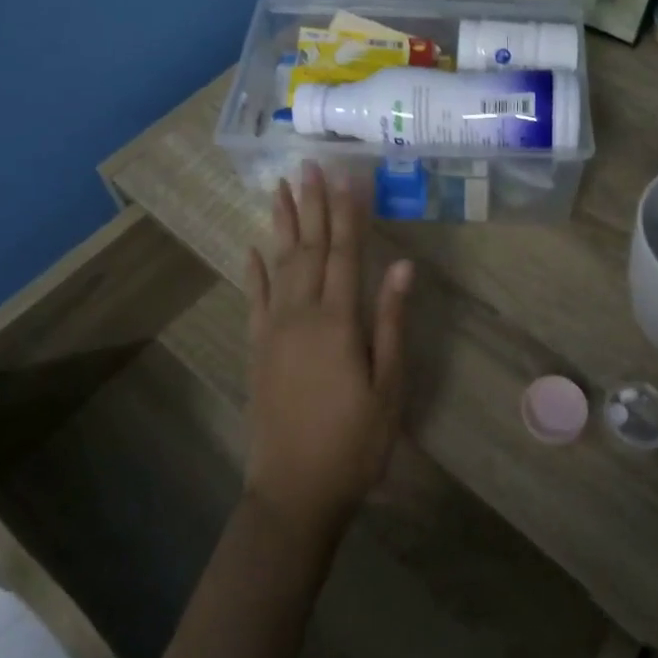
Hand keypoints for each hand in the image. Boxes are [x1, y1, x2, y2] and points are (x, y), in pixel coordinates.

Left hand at [243, 160, 412, 543]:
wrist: (294, 492)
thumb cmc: (354, 442)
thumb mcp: (388, 386)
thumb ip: (392, 322)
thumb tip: (403, 265)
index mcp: (338, 321)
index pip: (345, 252)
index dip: (348, 212)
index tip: (348, 175)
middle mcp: (301, 314)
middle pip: (309, 248)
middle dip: (312, 204)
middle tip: (309, 165)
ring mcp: (274, 330)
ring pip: (279, 263)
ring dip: (282, 224)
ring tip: (279, 188)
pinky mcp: (257, 349)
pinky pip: (254, 298)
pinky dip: (254, 270)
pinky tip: (254, 247)